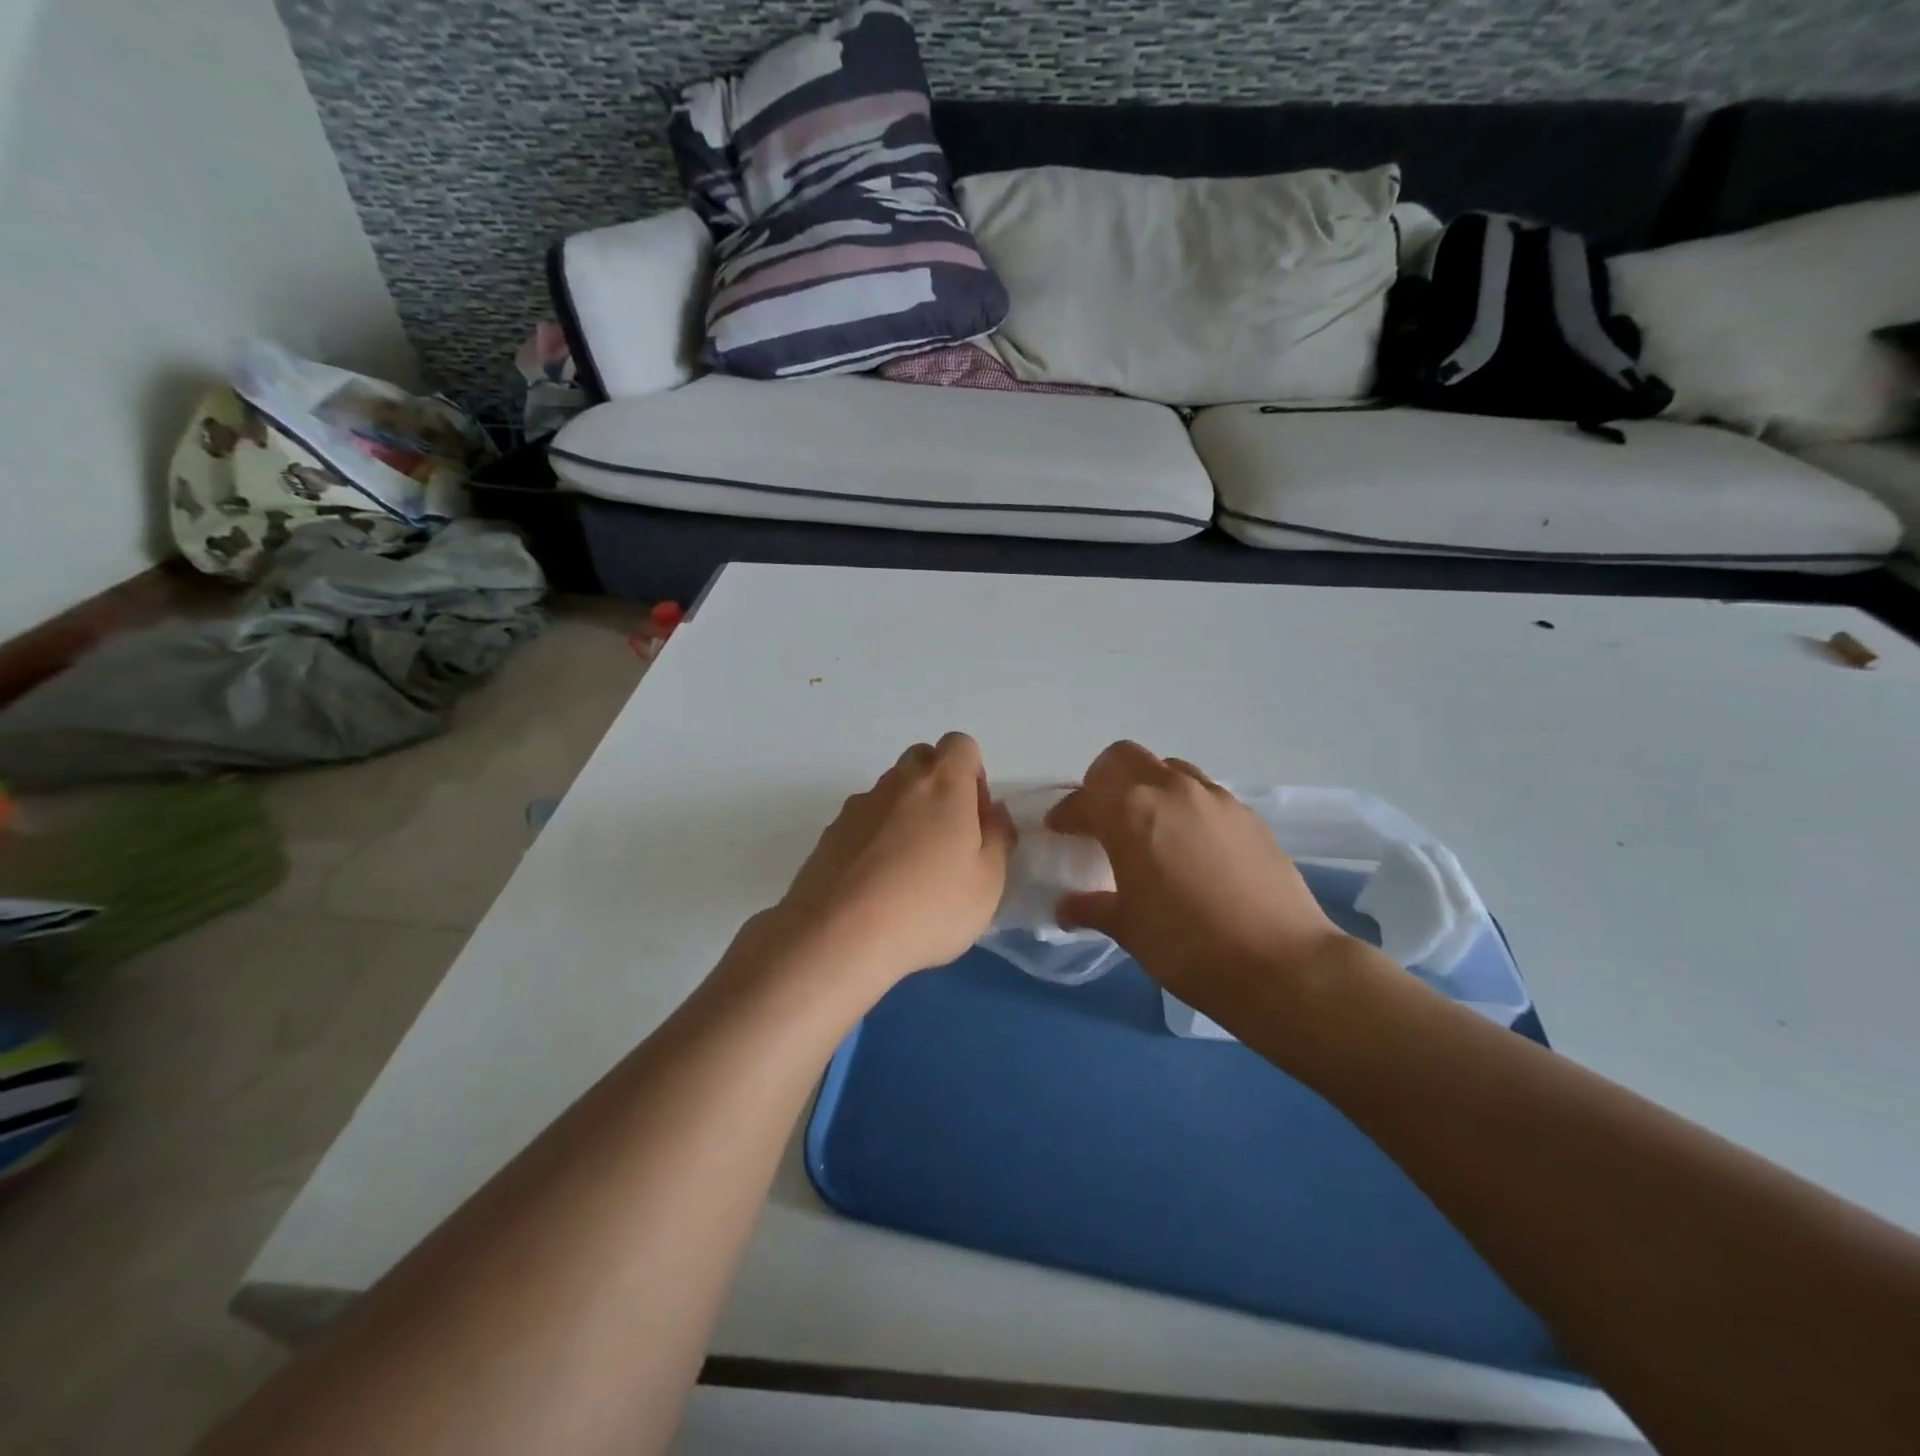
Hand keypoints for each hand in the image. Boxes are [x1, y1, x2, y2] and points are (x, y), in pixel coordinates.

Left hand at [766, 733, 1014, 992]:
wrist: (838, 937)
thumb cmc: (929, 907)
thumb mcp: (988, 882)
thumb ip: (997, 838)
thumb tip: (993, 813)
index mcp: (943, 784)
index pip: (960, 745)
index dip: (973, 773)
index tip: (976, 816)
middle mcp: (898, 783)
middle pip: (921, 760)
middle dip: (938, 786)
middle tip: (947, 839)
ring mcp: (857, 806)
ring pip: (889, 792)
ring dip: (905, 814)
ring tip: (910, 870)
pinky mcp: (828, 834)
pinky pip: (862, 823)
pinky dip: (874, 840)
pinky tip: (877, 886)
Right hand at [1046, 742, 1347, 1012]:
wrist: (1280, 964)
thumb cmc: (1186, 946)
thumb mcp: (1128, 928)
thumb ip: (1094, 907)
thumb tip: (1067, 908)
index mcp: (1130, 812)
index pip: (1085, 798)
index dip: (1067, 813)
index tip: (1060, 829)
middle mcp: (1171, 791)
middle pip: (1125, 758)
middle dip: (1105, 781)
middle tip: (1101, 815)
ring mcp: (1215, 799)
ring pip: (1169, 770)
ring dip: (1149, 788)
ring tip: (1148, 828)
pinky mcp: (1248, 816)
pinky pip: (1205, 795)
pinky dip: (1186, 808)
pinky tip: (1191, 847)